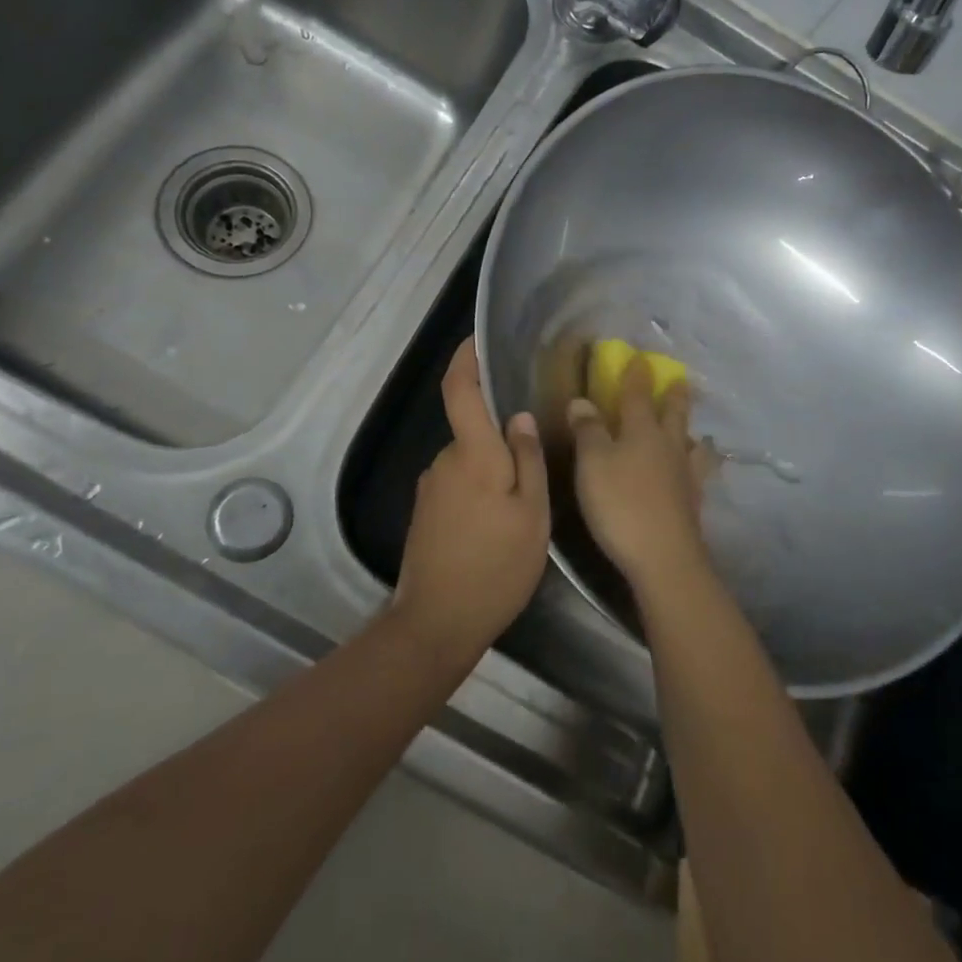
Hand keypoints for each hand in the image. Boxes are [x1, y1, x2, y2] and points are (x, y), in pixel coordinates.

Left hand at [393, 338, 549, 668]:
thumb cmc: (495, 566)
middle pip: (473, 430)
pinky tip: (497, 524)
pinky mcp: (425, 512)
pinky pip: (458, 484)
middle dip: (500, 437)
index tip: (476, 339)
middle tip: (536, 463)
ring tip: (522, 504)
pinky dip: (480, 490)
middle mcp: (444, 461)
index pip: (459, 390)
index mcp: (472, 454)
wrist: (437, 622)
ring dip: (493, 470)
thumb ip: (527, 459)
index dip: (465, 359)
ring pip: (469, 461)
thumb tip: (518, 416)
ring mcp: (430, 488)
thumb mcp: (531, 514)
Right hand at [567, 355, 710, 594]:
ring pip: (692, 445)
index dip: (637, 375)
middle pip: (674, 414)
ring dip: (692, 434)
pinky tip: (697, 474)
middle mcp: (668, 446)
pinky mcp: (693, 502)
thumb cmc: (620, 503)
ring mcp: (685, 475)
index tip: (640, 357)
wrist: (663, 556)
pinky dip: (699, 467)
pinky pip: (700, 475)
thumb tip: (582, 400)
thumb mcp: (592, 463)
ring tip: (697, 433)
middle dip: (674, 395)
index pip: (638, 395)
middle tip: (680, 380)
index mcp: (642, 431)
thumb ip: (588, 430)